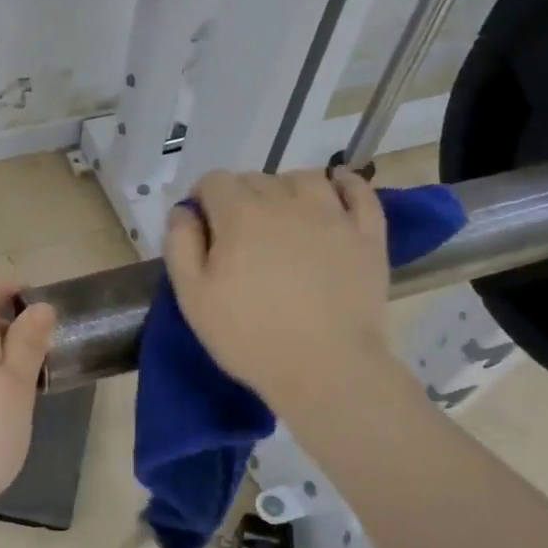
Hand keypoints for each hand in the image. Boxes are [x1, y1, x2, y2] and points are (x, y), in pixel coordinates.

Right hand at [164, 168, 395, 409]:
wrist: (326, 369)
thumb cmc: (249, 336)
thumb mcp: (192, 297)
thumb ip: (180, 245)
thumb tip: (184, 211)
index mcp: (240, 215)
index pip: (215, 180)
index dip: (202, 198)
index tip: (201, 227)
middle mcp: (287, 202)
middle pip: (256, 178)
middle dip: (240, 197)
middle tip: (237, 236)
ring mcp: (333, 215)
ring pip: (304, 178)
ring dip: (285, 189)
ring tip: (282, 218)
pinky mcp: (368, 234)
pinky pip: (358, 191)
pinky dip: (344, 184)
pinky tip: (334, 192)